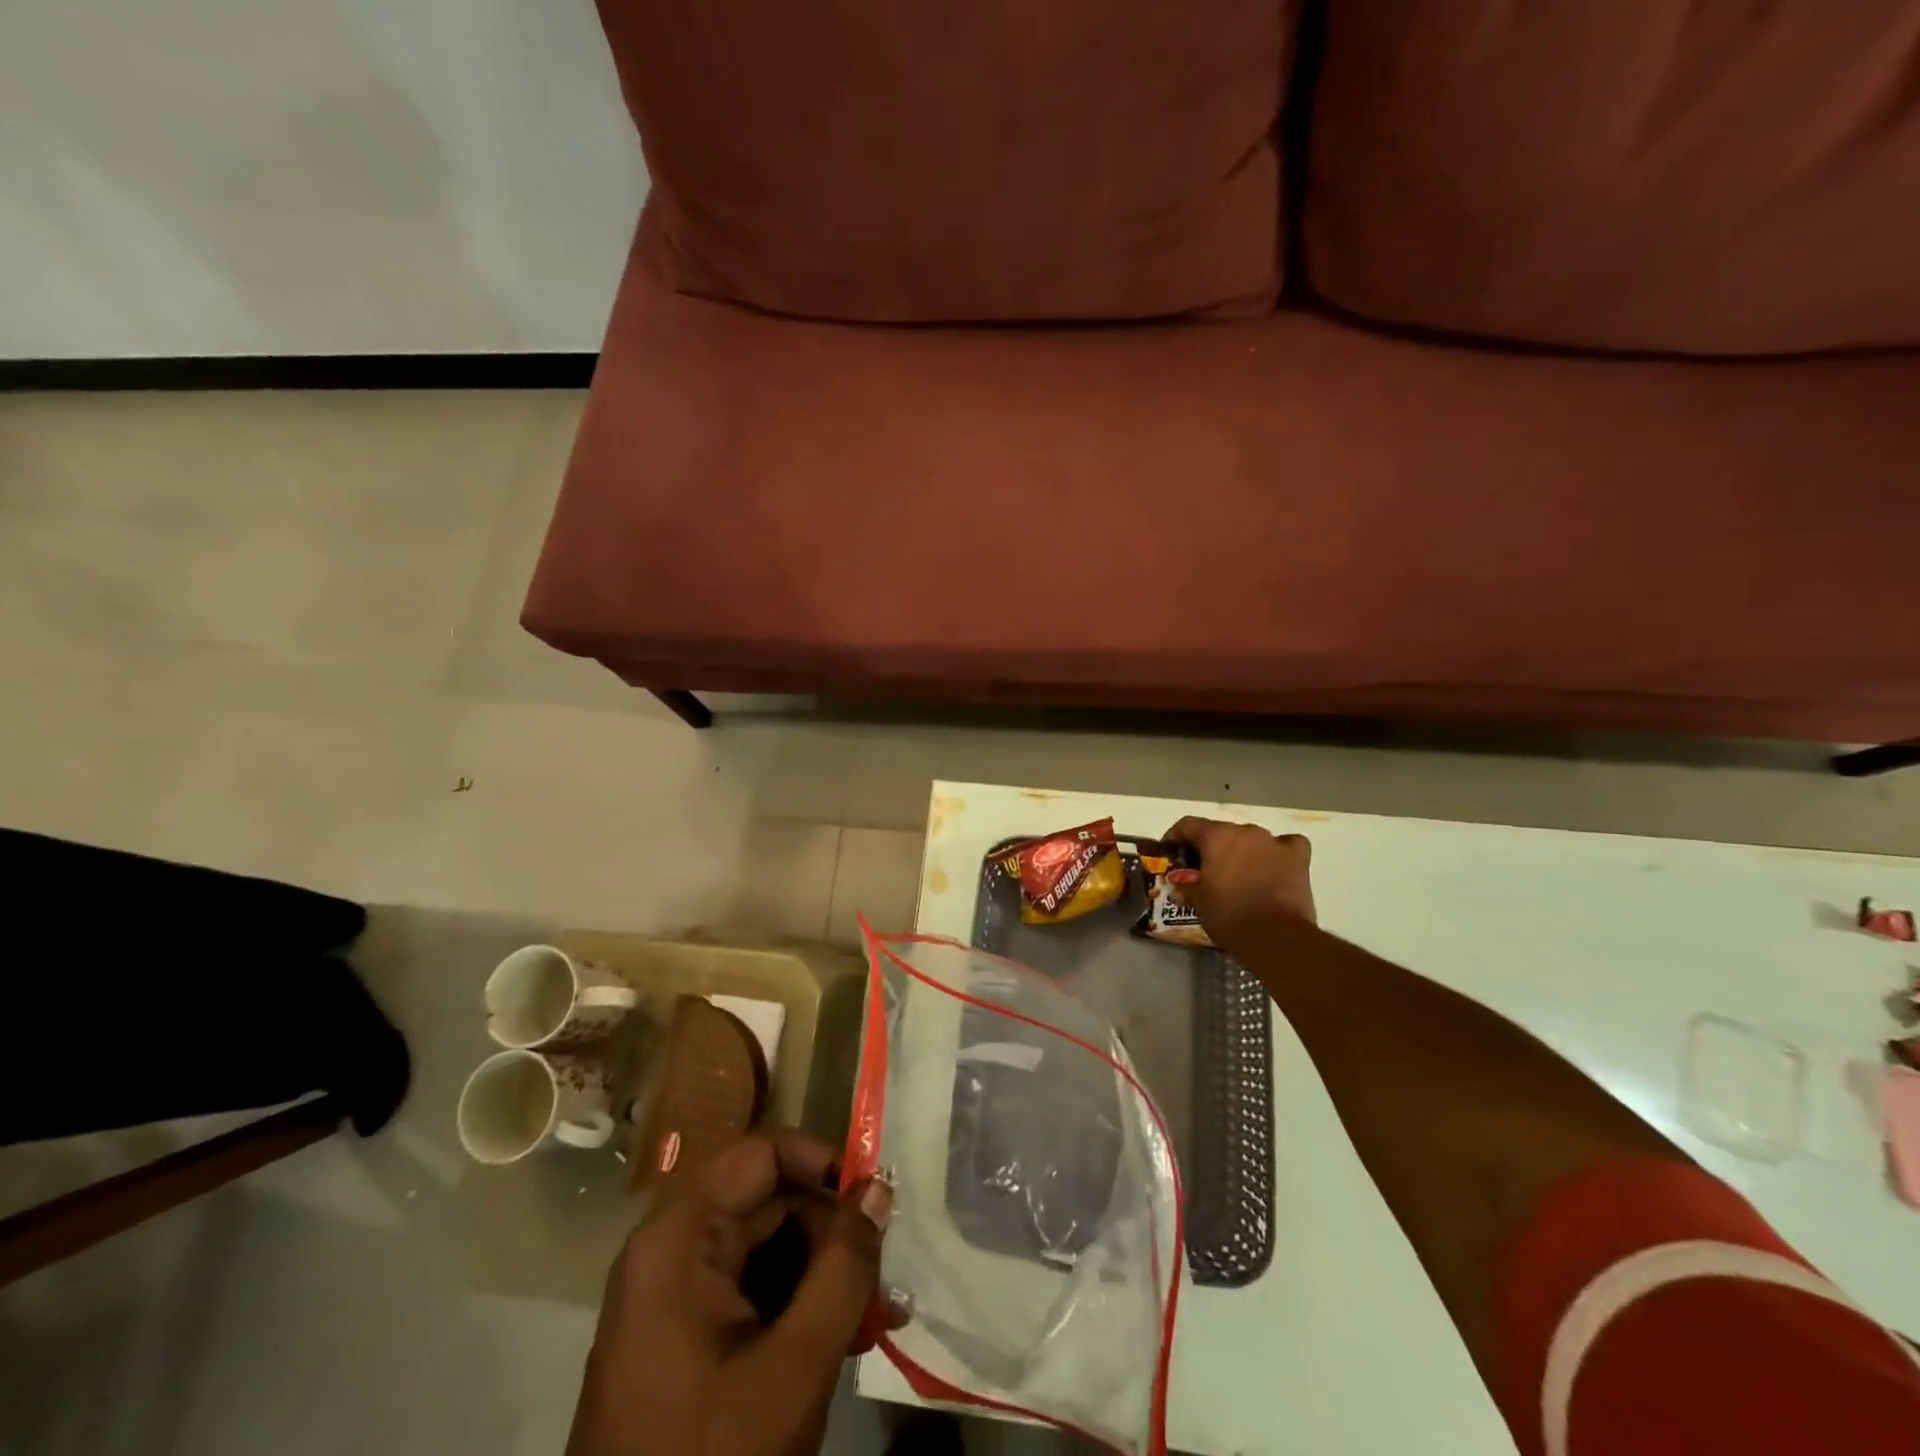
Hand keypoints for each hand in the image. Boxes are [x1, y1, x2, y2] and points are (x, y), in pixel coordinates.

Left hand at [568, 1131, 893, 1455]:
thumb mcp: (794, 1364)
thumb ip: (844, 1267)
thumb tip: (877, 1189)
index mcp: (680, 1236)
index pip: (763, 1153)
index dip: (822, 1162)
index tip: (874, 1197)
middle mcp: (671, 1248)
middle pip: (768, 1201)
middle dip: (832, 1233)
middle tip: (884, 1278)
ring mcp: (673, 1294)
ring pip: (766, 1247)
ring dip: (822, 1273)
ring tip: (875, 1317)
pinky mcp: (682, 1334)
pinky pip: (750, 1289)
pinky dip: (797, 1304)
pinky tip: (842, 1338)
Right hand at [1163, 816, 1316, 956]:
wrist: (1276, 937)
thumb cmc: (1229, 915)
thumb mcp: (1197, 901)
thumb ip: (1187, 885)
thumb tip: (1182, 883)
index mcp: (1216, 836)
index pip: (1187, 825)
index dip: (1175, 837)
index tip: (1170, 854)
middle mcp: (1245, 831)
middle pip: (1221, 831)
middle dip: (1209, 847)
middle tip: (1202, 869)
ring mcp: (1274, 843)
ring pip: (1251, 838)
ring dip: (1241, 851)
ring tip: (1237, 874)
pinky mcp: (1298, 859)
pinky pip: (1287, 845)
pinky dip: (1278, 852)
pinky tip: (1274, 864)